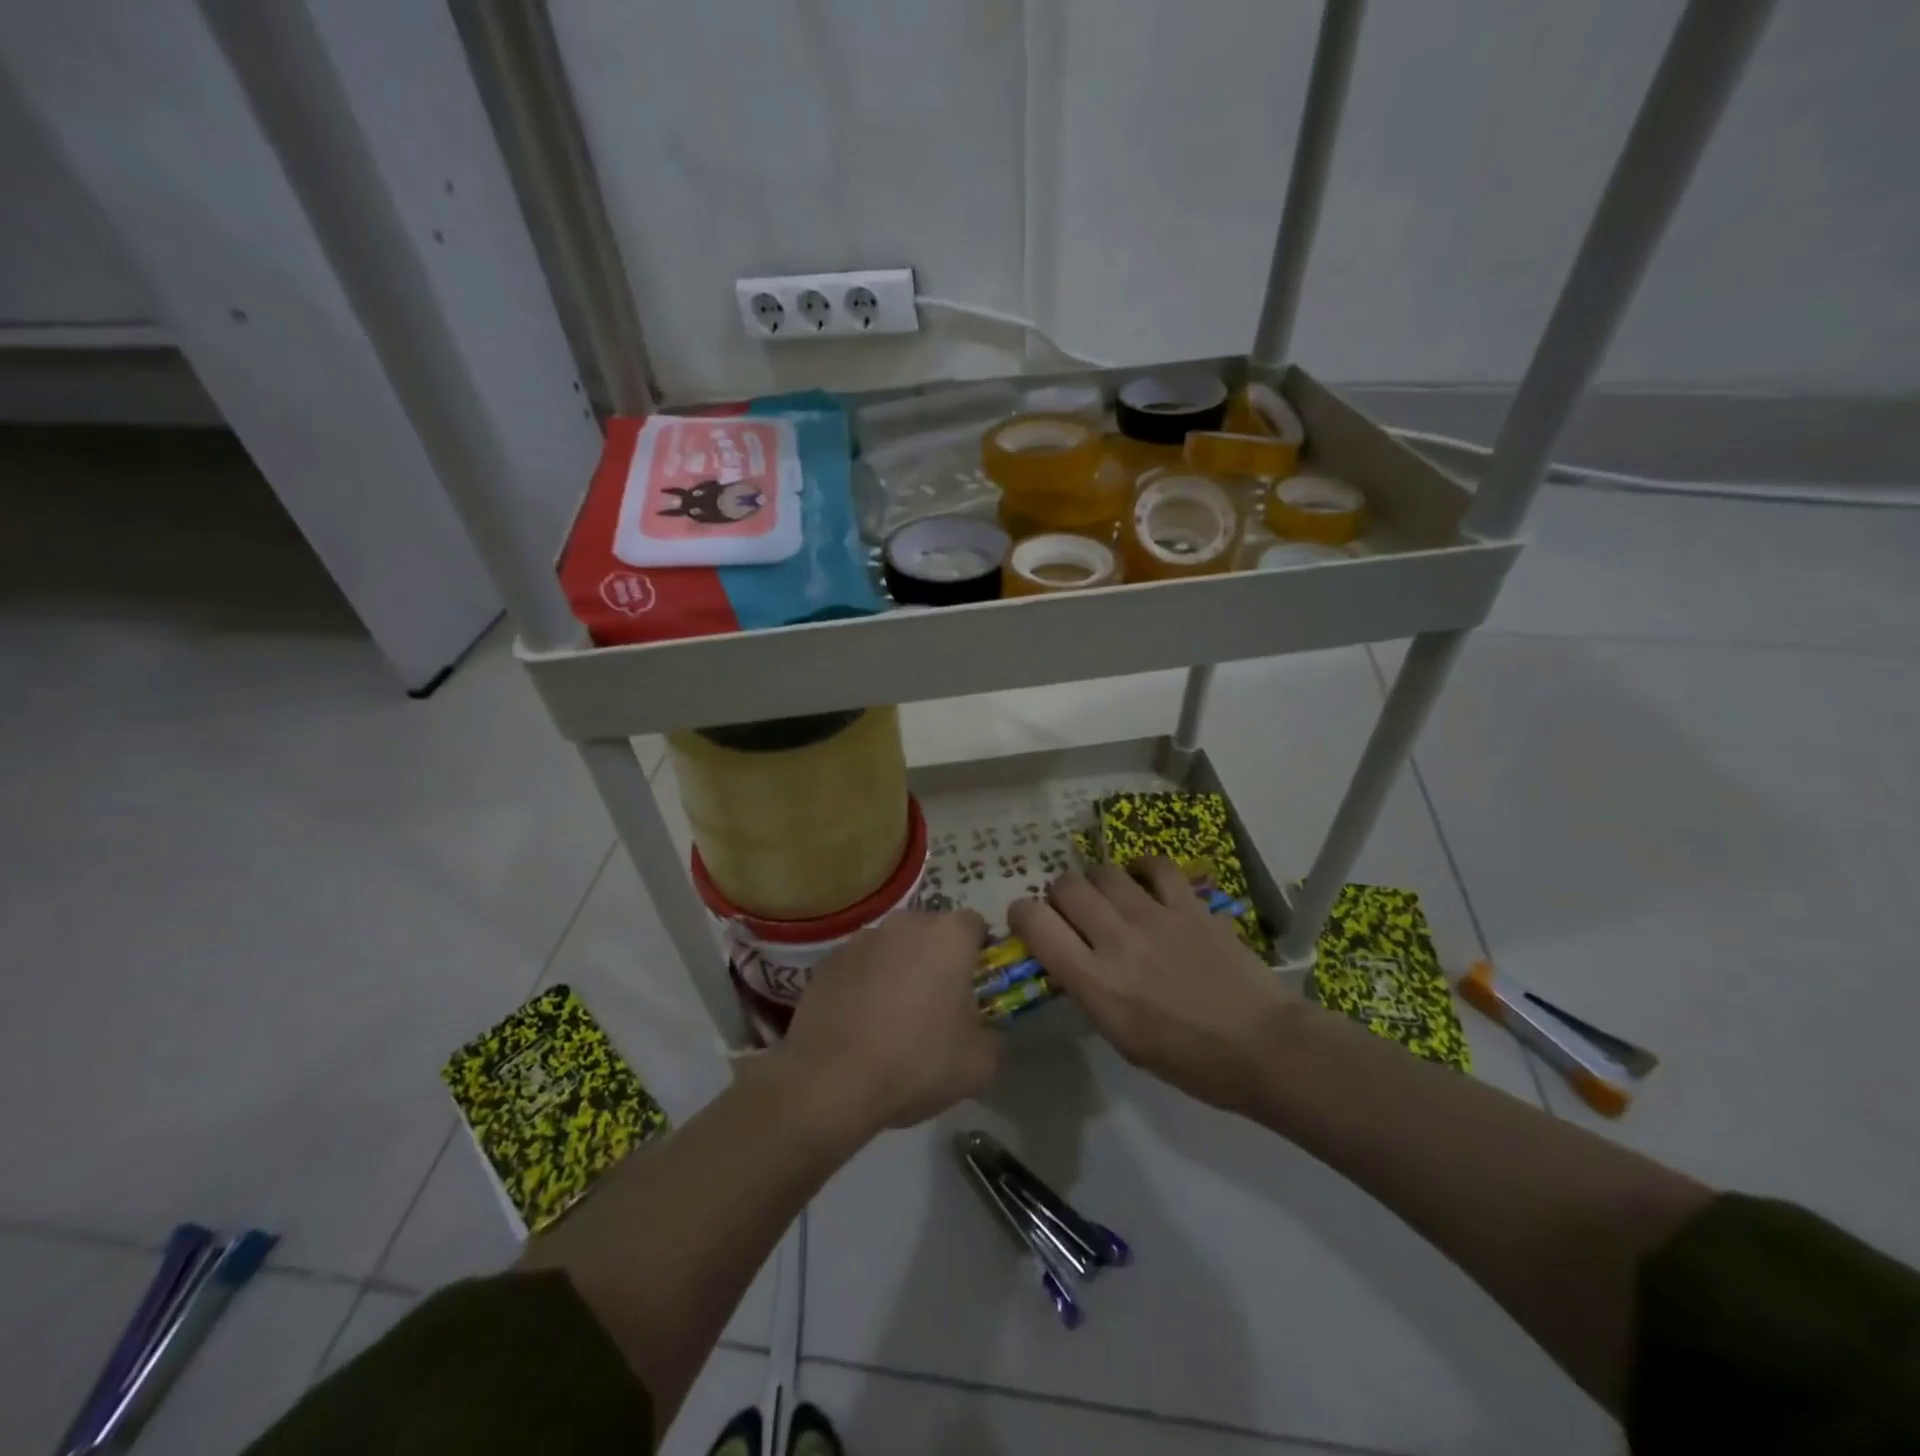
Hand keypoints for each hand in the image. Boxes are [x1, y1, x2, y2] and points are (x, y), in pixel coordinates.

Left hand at [780, 909, 1001, 1133]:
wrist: (831, 1083)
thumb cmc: (917, 1063)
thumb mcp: (981, 1064)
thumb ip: (997, 1036)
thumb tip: (991, 1031)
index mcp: (948, 936)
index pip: (976, 925)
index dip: (980, 954)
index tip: (976, 988)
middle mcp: (904, 923)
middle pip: (931, 932)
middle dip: (938, 959)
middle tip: (937, 1006)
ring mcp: (860, 940)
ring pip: (893, 948)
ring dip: (899, 969)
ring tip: (893, 1018)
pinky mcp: (827, 962)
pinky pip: (859, 966)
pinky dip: (864, 984)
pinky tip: (860, 1024)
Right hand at [1007, 859, 1300, 1112]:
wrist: (1263, 1047)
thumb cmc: (1190, 1061)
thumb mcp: (1122, 1039)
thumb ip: (1090, 991)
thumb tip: (1072, 958)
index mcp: (1095, 983)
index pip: (1035, 924)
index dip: (1022, 914)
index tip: (1028, 920)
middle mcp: (1116, 940)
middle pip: (1065, 886)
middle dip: (1059, 895)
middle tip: (1073, 912)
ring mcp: (1155, 916)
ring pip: (1103, 871)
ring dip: (1097, 882)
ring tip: (1109, 897)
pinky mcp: (1189, 904)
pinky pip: (1154, 865)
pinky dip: (1141, 867)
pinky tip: (1144, 880)